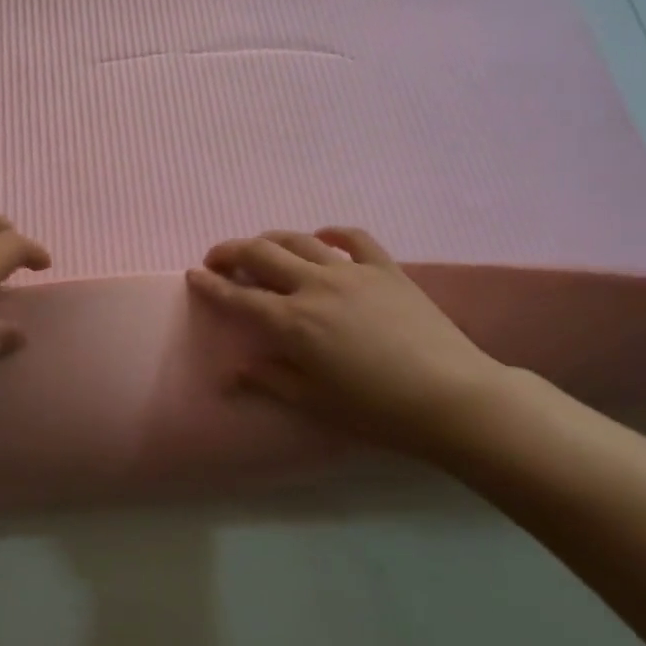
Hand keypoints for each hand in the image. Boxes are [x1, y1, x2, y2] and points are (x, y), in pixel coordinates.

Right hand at [186, 227, 516, 455]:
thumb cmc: (377, 411)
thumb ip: (270, 380)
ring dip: (271, 239)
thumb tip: (232, 370)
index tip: (193, 275)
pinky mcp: (385, 268)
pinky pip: (353, 238)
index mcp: (292, 323)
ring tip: (261, 248)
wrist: (452, 398)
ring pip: (298, 240)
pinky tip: (322, 239)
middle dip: (231, 251)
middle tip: (217, 258)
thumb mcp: (316, 403)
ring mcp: (351, 271)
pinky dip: (331, 234)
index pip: (239, 297)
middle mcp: (314, 286)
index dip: (211, 285)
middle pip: (261, 254)